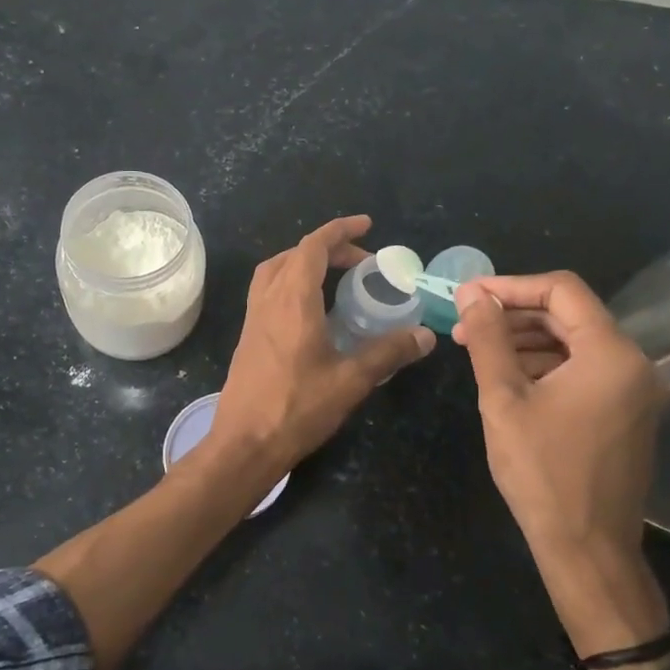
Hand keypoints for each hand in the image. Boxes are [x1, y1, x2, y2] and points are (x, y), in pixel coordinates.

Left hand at [207, 216, 434, 481]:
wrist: (244, 444)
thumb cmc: (296, 408)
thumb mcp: (350, 380)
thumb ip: (388, 353)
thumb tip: (425, 335)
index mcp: (292, 300)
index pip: (313, 247)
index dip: (339, 230)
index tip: (366, 225)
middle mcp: (268, 300)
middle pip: (293, 255)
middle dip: (328, 248)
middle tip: (360, 261)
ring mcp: (253, 318)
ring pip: (275, 272)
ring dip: (304, 263)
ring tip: (335, 278)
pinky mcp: (248, 337)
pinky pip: (268, 292)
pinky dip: (291, 284)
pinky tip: (312, 312)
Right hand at [454, 272, 665, 647]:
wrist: (587, 549)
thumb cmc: (542, 472)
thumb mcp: (503, 399)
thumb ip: (488, 339)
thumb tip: (471, 295)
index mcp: (610, 353)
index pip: (562, 291)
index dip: (511, 286)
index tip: (468, 296)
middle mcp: (632, 363)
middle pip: (569, 314)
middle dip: (514, 314)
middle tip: (465, 325)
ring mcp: (633, 390)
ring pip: (574, 342)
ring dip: (526, 340)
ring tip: (478, 351)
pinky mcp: (625, 412)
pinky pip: (583, 370)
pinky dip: (544, 365)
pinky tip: (508, 377)